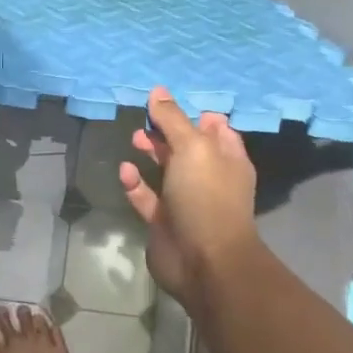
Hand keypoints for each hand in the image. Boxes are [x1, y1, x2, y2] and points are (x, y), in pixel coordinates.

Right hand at [120, 87, 260, 309]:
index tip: (168, 102)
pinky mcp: (163, 220)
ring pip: (166, 169)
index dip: (194, 113)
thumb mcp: (192, 147)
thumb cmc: (206, 196)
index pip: (215, 127)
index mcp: (227, 158)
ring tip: (134, 138)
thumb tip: (158, 90)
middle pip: (186, 145)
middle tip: (146, 119)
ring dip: (150, 152)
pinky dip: (135, 183)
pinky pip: (147, 196)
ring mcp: (186, 200)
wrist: (204, 261)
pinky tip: (125, 171)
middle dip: (166, 130)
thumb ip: (173, 119)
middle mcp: (208, 177)